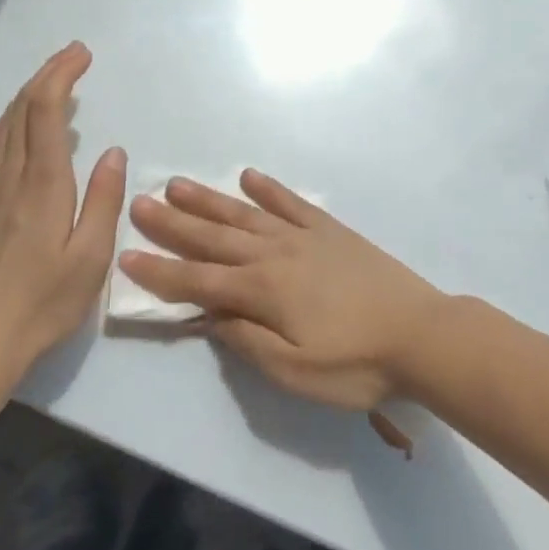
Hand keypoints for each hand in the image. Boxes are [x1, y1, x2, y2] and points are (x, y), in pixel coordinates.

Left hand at [0, 43, 126, 373]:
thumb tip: (113, 151)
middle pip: (22, 107)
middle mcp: (11, 176)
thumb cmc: (44, 302)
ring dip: (29, 92)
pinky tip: (22, 124)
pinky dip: (13, 119)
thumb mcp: (91, 258)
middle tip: (75, 55)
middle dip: (47, 73)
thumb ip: (104, 199)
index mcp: (42, 184)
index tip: (82, 54)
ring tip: (54, 80)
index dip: (61, 74)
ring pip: (4, 123)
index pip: (46, 111)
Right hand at [120, 171, 443, 411]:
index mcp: (262, 291)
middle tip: (139, 202)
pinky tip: (249, 177)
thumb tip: (209, 315)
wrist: (421, 334)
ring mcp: (302, 236)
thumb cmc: (356, 365)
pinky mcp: (329, 229)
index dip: (160, 271)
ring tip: (177, 183)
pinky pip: (290, 202)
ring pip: (243, 214)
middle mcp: (274, 254)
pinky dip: (268, 189)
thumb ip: (247, 341)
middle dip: (172, 223)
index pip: (197, 280)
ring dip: (208, 200)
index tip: (127, 255)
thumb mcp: (295, 373)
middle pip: (213, 237)